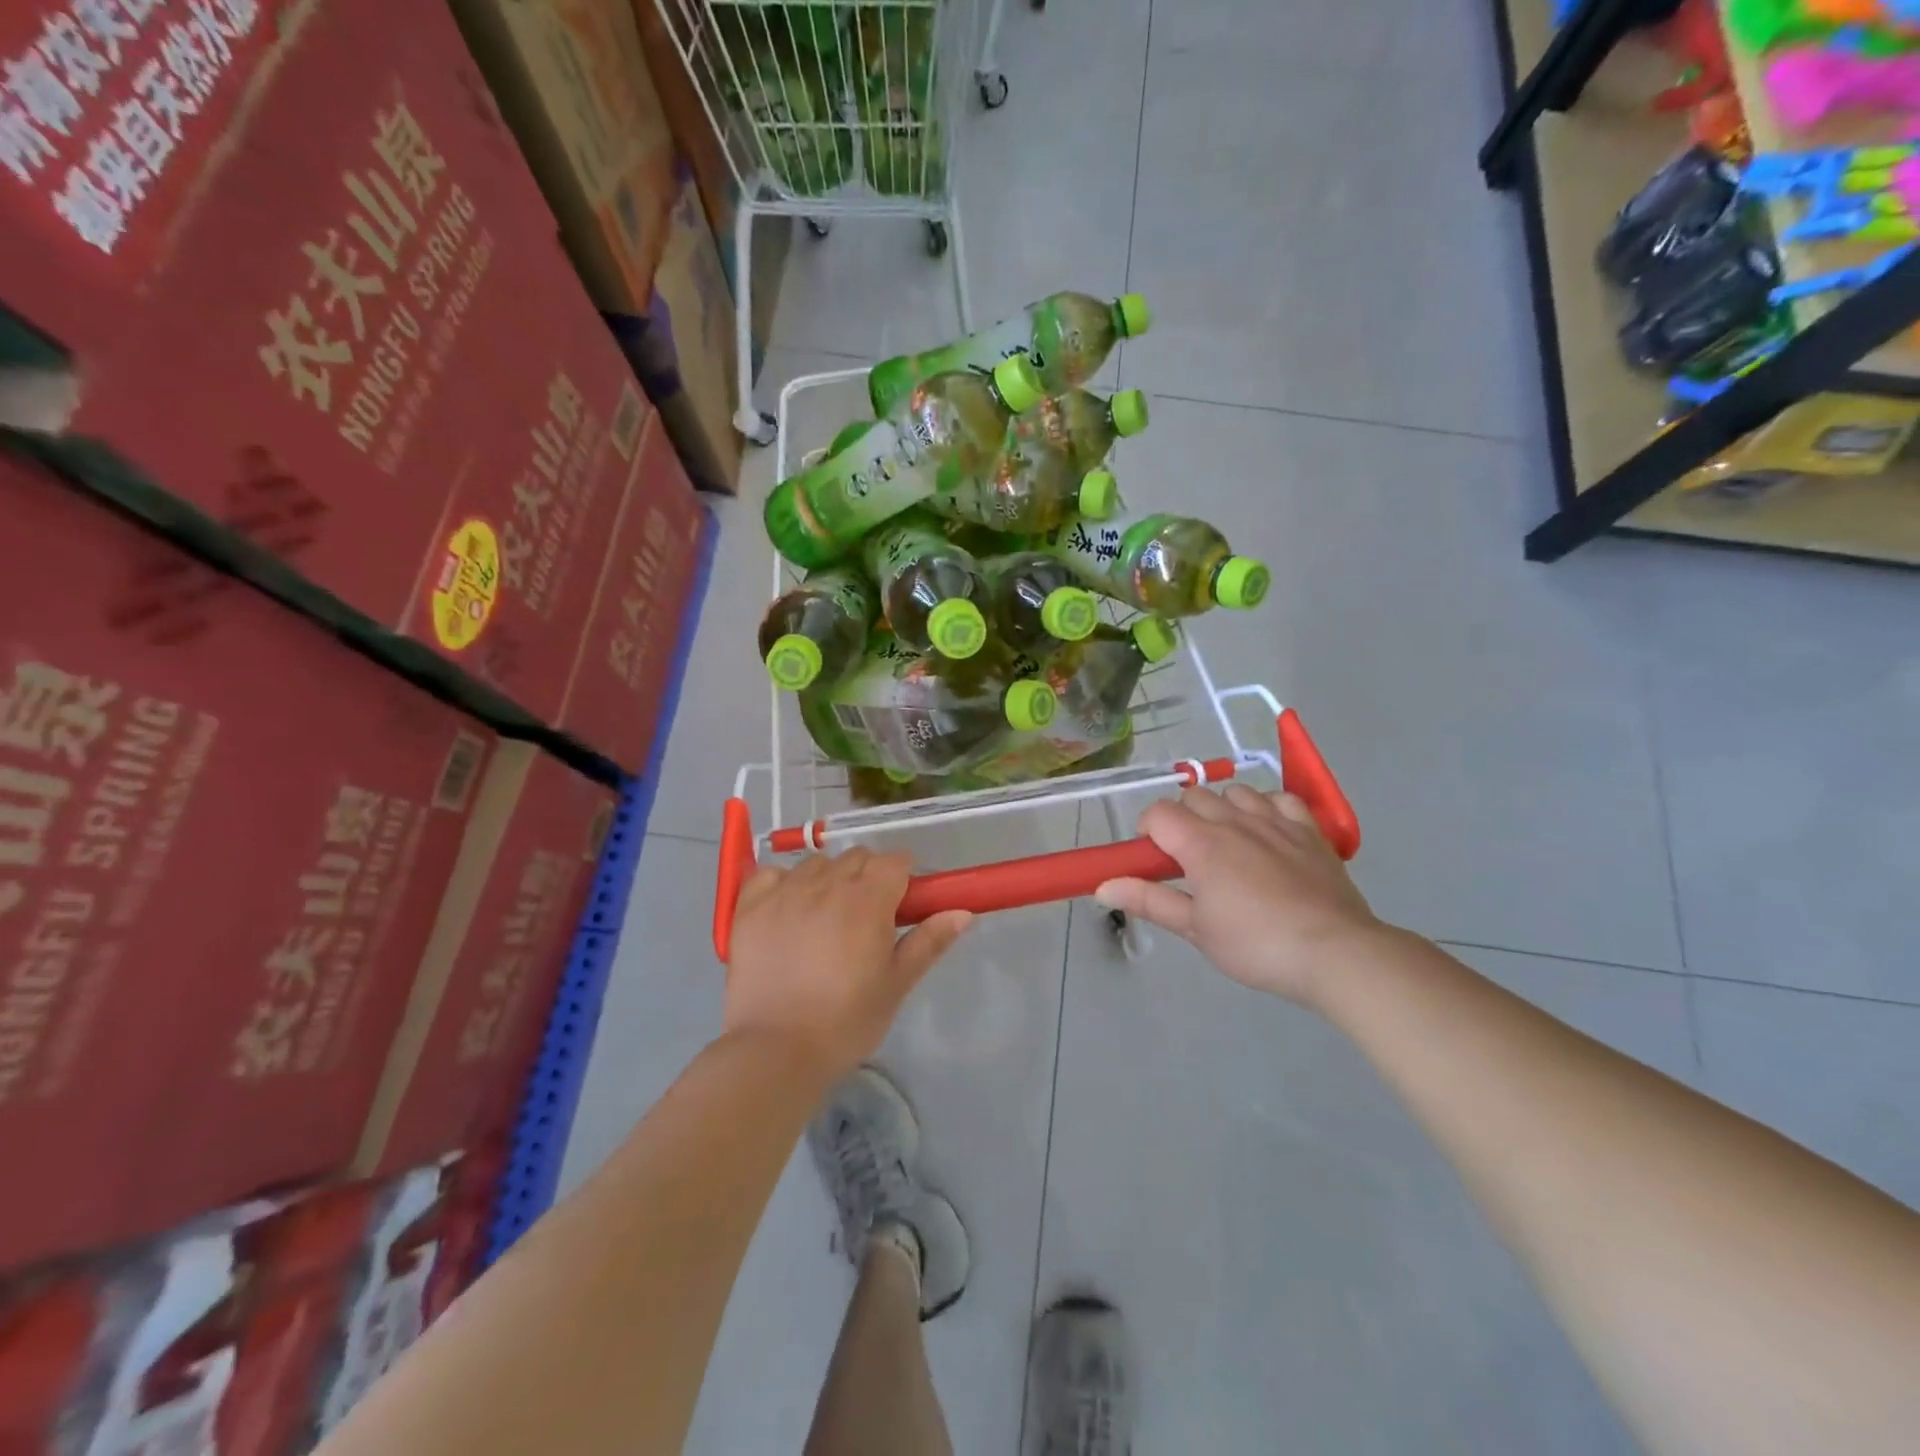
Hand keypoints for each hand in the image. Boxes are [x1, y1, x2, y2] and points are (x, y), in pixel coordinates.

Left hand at [725, 848, 971, 1082]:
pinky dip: (783, 884)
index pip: (895, 861)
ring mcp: (784, 892)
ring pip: (816, 864)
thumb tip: (963, 912)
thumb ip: (929, 941)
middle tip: (866, 918)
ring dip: (828, 880)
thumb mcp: (896, 984)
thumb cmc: (846, 1021)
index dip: (903, 877)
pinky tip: (787, 911)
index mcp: (868, 900)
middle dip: (868, 877)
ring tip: (825, 919)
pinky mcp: (749, 906)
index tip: (902, 904)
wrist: (776, 1052)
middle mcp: (826, 884)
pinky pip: (771, 874)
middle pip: (856, 857)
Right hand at [1097, 785, 1381, 1007]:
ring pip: (1236, 791)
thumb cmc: (1255, 945)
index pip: (1158, 813)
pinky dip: (1267, 808)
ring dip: (1223, 809)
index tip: (1153, 859)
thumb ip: (1149, 900)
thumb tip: (1102, 886)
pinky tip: (1268, 833)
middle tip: (1188, 858)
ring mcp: (1275, 821)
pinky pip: (1280, 798)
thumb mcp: (1195, 929)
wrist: (1335, 952)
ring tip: (1228, 843)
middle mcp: (1234, 821)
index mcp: (1201, 843)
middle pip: (1194, 796)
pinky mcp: (1309, 830)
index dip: (1147, 830)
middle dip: (1182, 818)